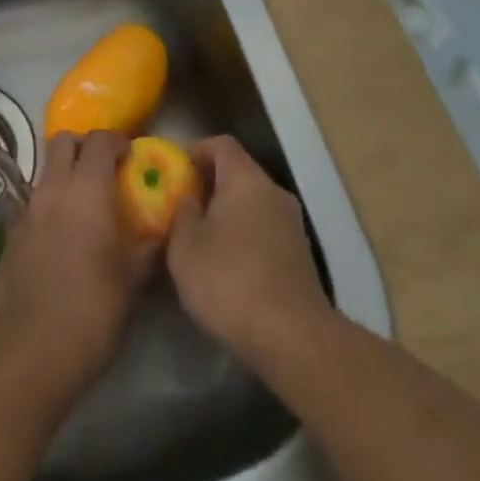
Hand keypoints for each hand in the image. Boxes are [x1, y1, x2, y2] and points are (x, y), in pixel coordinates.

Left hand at [0, 131, 156, 402]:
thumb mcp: (134, 279)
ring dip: (65, 174)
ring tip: (84, 204)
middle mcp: (53, 188)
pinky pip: (33, 203)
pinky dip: (49, 205)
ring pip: (45, 170)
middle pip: (63, 141)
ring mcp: (27, 210)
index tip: (131, 157)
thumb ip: (151, 244)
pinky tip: (61, 236)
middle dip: (84, 146)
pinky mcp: (10, 235)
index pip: (100, 139)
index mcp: (87, 188)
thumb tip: (166, 226)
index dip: (117, 141)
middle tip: (104, 169)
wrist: (31, 353)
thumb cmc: (92, 310)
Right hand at [166, 135, 331, 364]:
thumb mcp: (185, 248)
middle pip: (240, 173)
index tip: (177, 169)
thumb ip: (183, 215)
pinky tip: (230, 267)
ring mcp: (293, 224)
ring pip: (255, 204)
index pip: (222, 144)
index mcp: (245, 178)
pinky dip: (247, 238)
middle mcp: (273, 191)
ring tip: (204, 240)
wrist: (293, 336)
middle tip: (186, 206)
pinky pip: (266, 231)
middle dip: (212, 185)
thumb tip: (190, 200)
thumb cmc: (230, 280)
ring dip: (230, 214)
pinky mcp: (302, 256)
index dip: (197, 150)